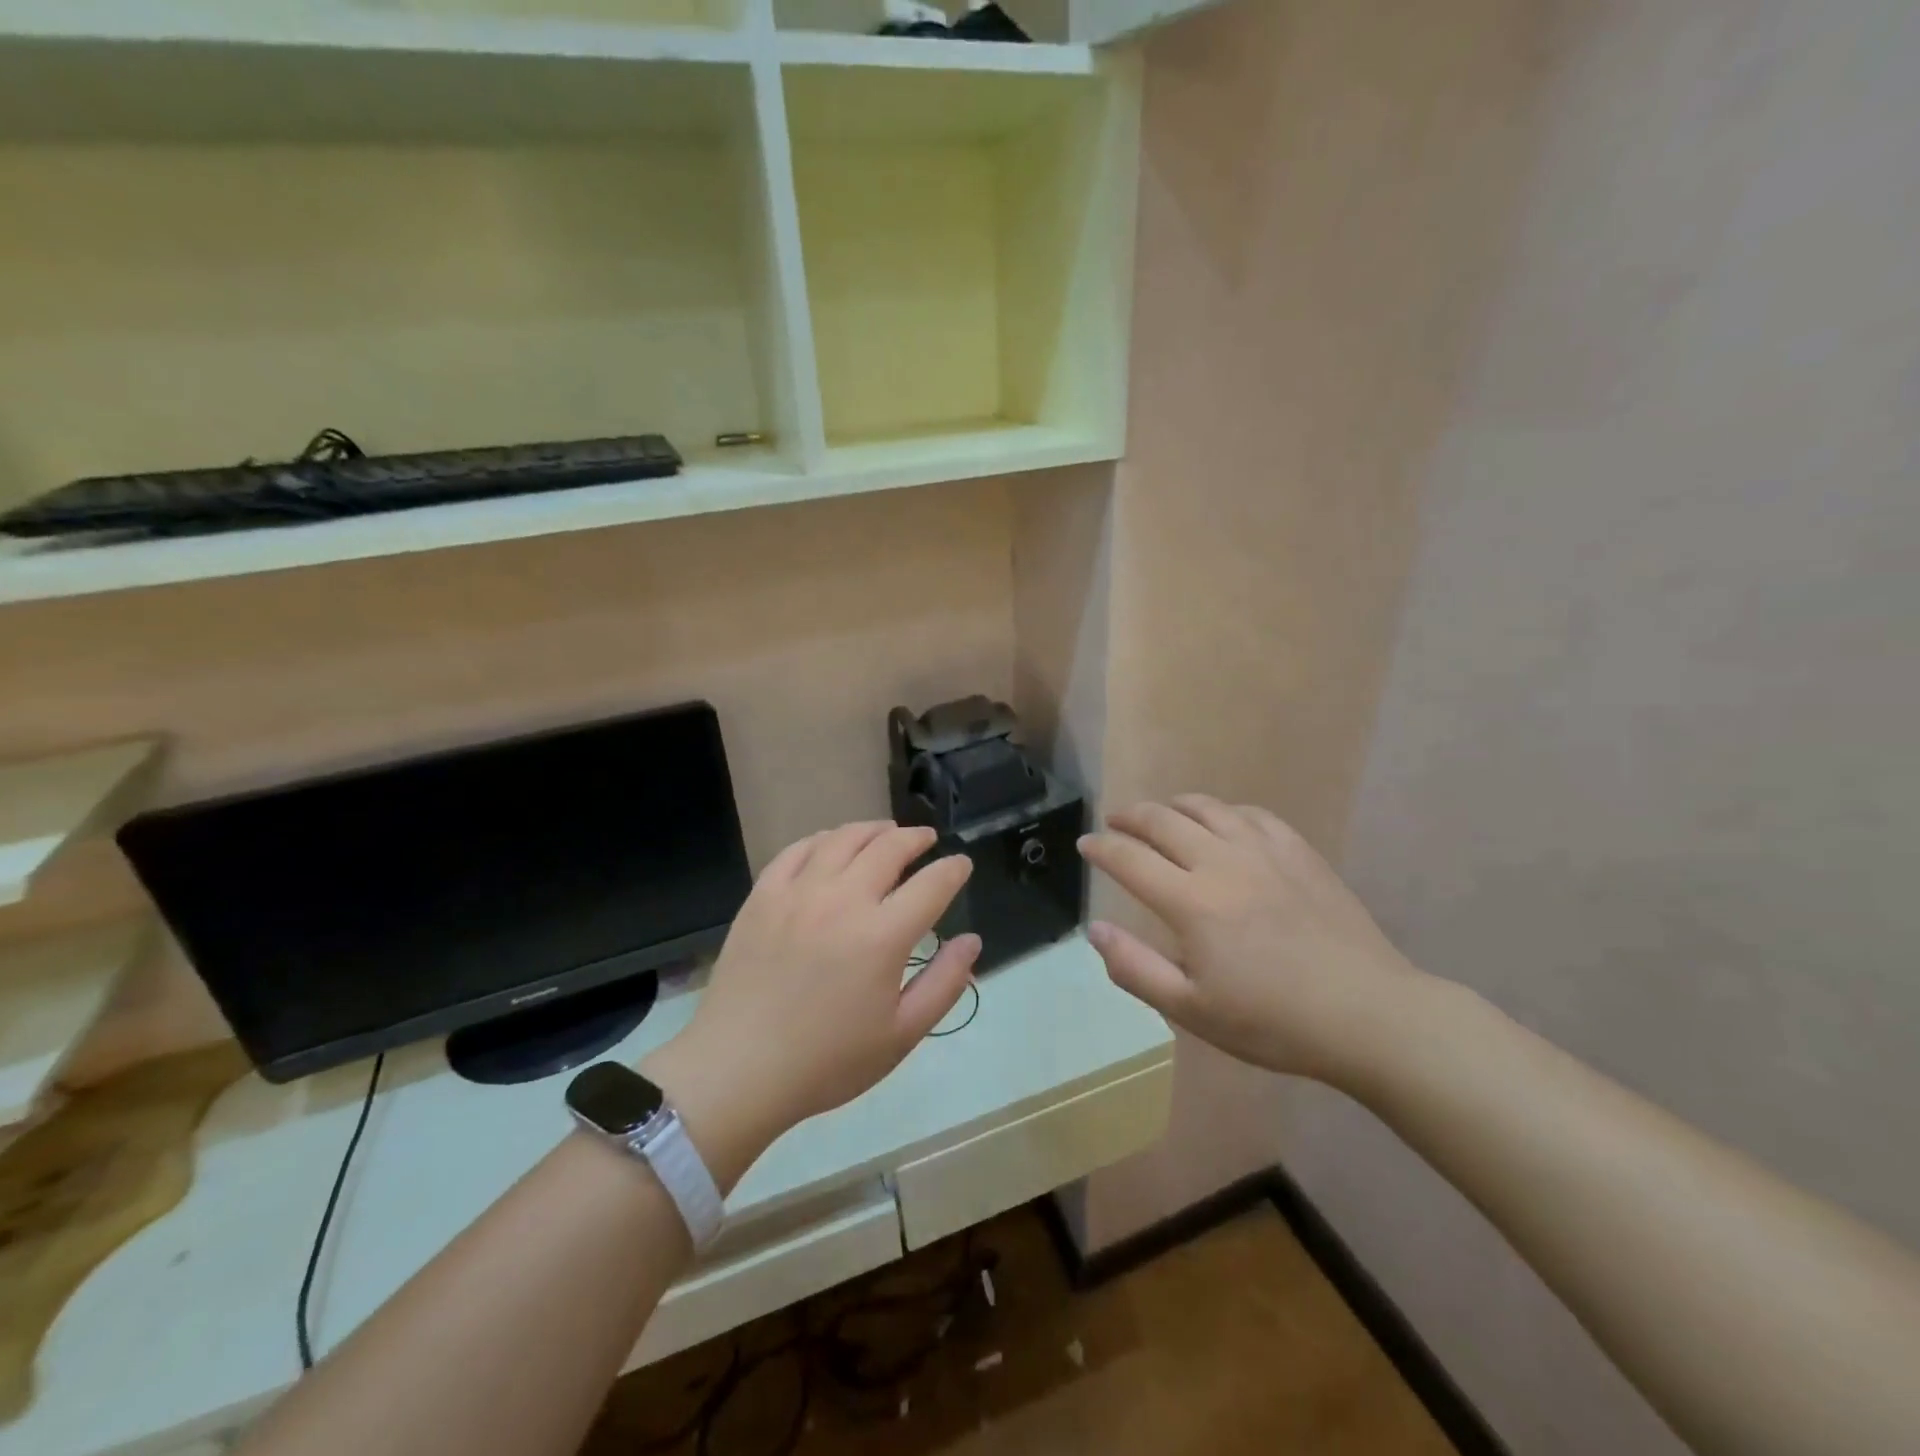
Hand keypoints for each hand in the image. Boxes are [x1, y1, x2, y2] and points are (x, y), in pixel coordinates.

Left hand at [644, 823, 979, 1186]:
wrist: (739, 1070)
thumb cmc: (827, 1061)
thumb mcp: (901, 1034)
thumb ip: (944, 984)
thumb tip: (971, 941)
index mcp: (882, 935)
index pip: (932, 884)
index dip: (953, 869)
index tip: (961, 864)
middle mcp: (843, 899)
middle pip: (889, 847)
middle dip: (916, 838)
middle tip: (926, 839)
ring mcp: (798, 892)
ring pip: (843, 838)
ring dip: (872, 829)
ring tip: (885, 832)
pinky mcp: (763, 895)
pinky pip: (797, 850)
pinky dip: (823, 839)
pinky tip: (831, 845)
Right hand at [1079, 795, 1428, 1085]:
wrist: (1368, 1015)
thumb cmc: (1273, 1022)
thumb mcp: (1192, 1009)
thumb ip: (1135, 968)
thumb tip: (1094, 931)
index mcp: (1190, 902)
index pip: (1130, 859)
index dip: (1101, 847)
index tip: (1085, 844)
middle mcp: (1221, 863)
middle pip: (1163, 821)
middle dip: (1130, 817)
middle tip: (1115, 822)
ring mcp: (1264, 852)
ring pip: (1207, 808)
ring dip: (1174, 805)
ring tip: (1162, 812)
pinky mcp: (1299, 853)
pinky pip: (1253, 815)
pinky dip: (1225, 811)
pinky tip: (1224, 821)